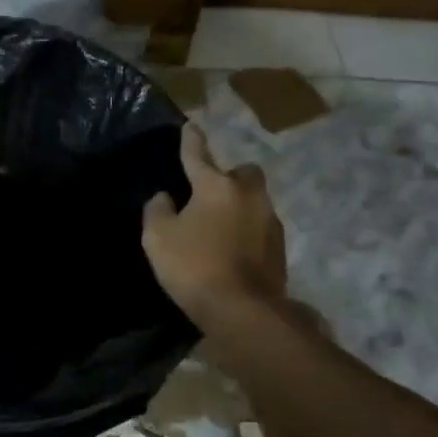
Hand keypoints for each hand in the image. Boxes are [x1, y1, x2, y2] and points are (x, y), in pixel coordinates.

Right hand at [142, 123, 285, 323]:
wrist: (243, 310)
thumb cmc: (194, 266)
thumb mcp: (158, 238)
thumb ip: (157, 210)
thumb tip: (164, 197)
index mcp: (216, 187)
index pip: (198, 155)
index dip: (191, 141)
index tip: (190, 126)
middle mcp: (248, 196)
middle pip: (243, 172)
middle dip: (229, 175)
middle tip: (210, 191)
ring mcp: (269, 221)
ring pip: (254, 200)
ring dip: (238, 205)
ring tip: (218, 224)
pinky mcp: (280, 248)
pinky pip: (259, 227)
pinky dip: (246, 230)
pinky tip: (232, 248)